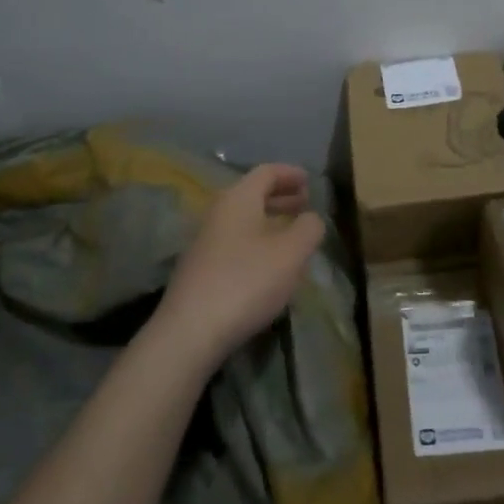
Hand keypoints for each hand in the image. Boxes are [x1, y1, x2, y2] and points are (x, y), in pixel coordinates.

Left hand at [156, 163, 325, 371]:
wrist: (192, 330)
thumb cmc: (247, 281)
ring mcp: (205, 241)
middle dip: (280, 197)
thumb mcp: (291, 253)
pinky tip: (269, 264)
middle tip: (304, 205)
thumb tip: (311, 217)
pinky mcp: (200, 268)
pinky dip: (256, 241)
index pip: (266, 172)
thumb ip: (308, 228)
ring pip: (243, 220)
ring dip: (269, 221)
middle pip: (252, 194)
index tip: (309, 180)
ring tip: (292, 235)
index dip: (290, 173)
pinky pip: (235, 242)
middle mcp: (218, 213)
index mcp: (238, 199)